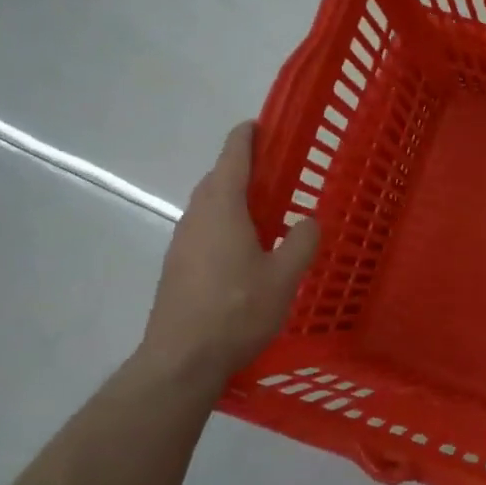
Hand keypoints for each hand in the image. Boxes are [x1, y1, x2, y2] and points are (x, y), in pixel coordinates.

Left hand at [134, 121, 319, 382]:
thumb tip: (307, 220)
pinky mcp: (177, 267)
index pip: (233, 157)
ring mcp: (182, 242)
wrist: (182, 359)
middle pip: (218, 179)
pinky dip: (225, 225)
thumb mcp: (284, 277)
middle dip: (243, 169)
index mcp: (222, 208)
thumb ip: (301, 242)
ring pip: (209, 207)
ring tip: (266, 214)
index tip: (261, 125)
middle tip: (277, 174)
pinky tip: (244, 251)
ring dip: (234, 199)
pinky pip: (204, 230)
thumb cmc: (236, 311)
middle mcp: (197, 216)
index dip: (247, 136)